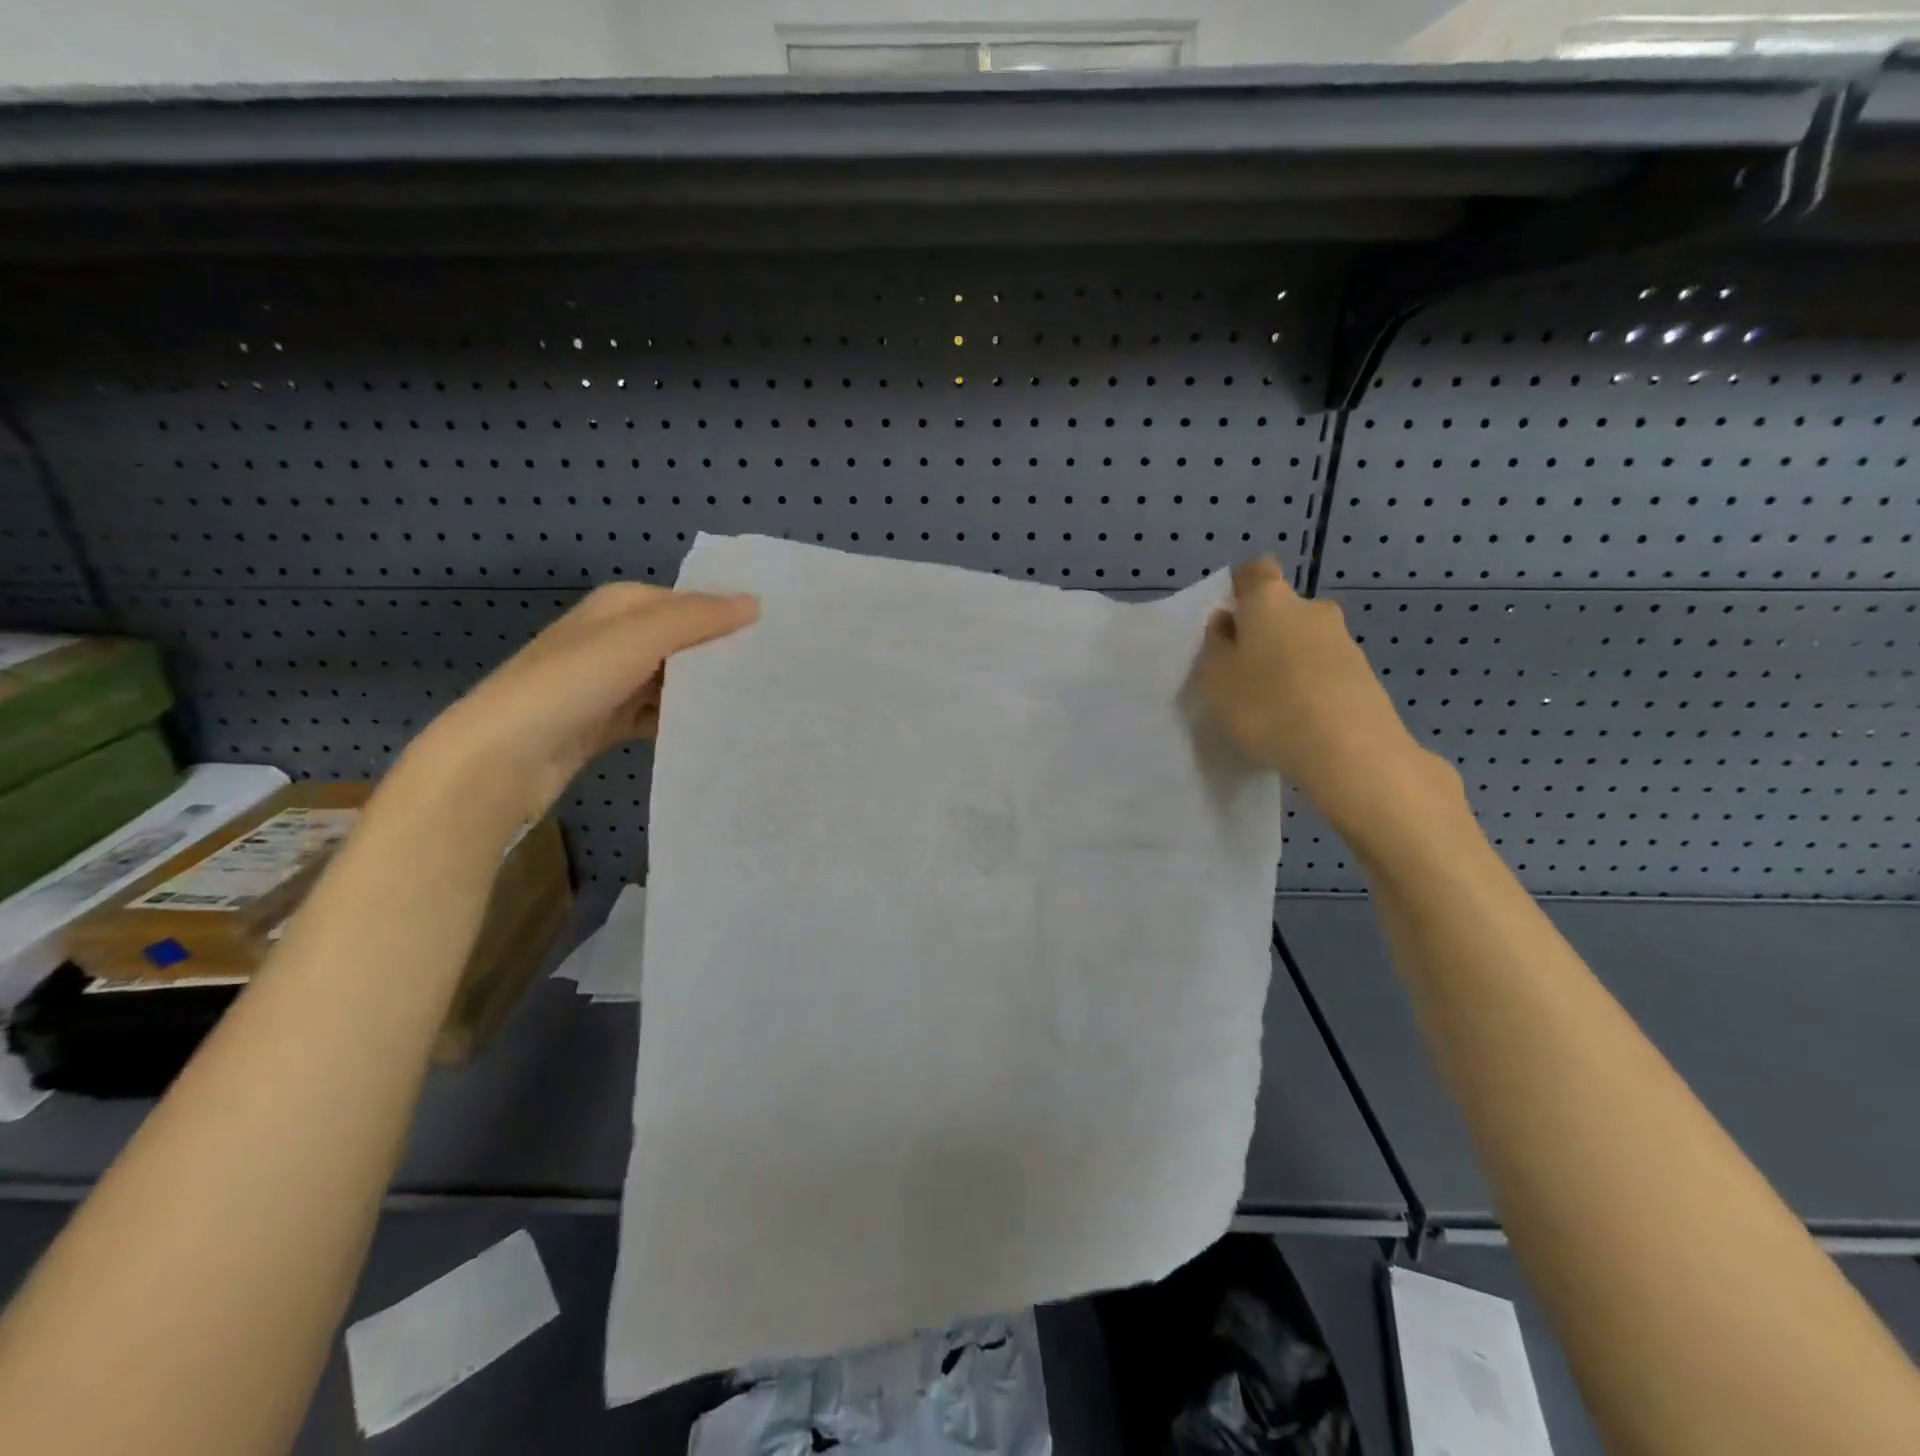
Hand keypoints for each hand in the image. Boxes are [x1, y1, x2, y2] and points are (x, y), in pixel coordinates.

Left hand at [407, 582, 758, 824]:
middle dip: (720, 657)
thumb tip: (755, 602)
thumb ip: (699, 619)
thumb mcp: (640, 638)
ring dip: (703, 693)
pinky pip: (657, 716)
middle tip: (774, 675)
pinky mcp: (608, 722)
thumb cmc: (571, 683)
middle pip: (682, 642)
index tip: (774, 639)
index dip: (727, 618)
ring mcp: (610, 683)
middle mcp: (615, 638)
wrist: (502, 757)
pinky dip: (680, 722)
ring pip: (672, 682)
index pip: (688, 603)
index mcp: (620, 606)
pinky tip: (713, 734)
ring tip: (753, 706)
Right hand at [1196, 558, 1462, 853]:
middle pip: (1282, 609)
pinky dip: (1309, 685)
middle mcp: (1312, 609)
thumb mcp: (1216, 680)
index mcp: (1270, 600)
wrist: (1349, 749)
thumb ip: (1216, 647)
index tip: (1226, 621)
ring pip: (1305, 641)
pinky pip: (1325, 671)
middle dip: (1263, 631)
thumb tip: (1227, 624)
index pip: (1255, 571)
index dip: (1239, 589)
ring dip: (1287, 661)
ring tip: (1268, 704)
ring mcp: (1344, 642)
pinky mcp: (1364, 676)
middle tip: (1241, 670)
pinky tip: (1296, 720)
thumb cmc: (1266, 705)